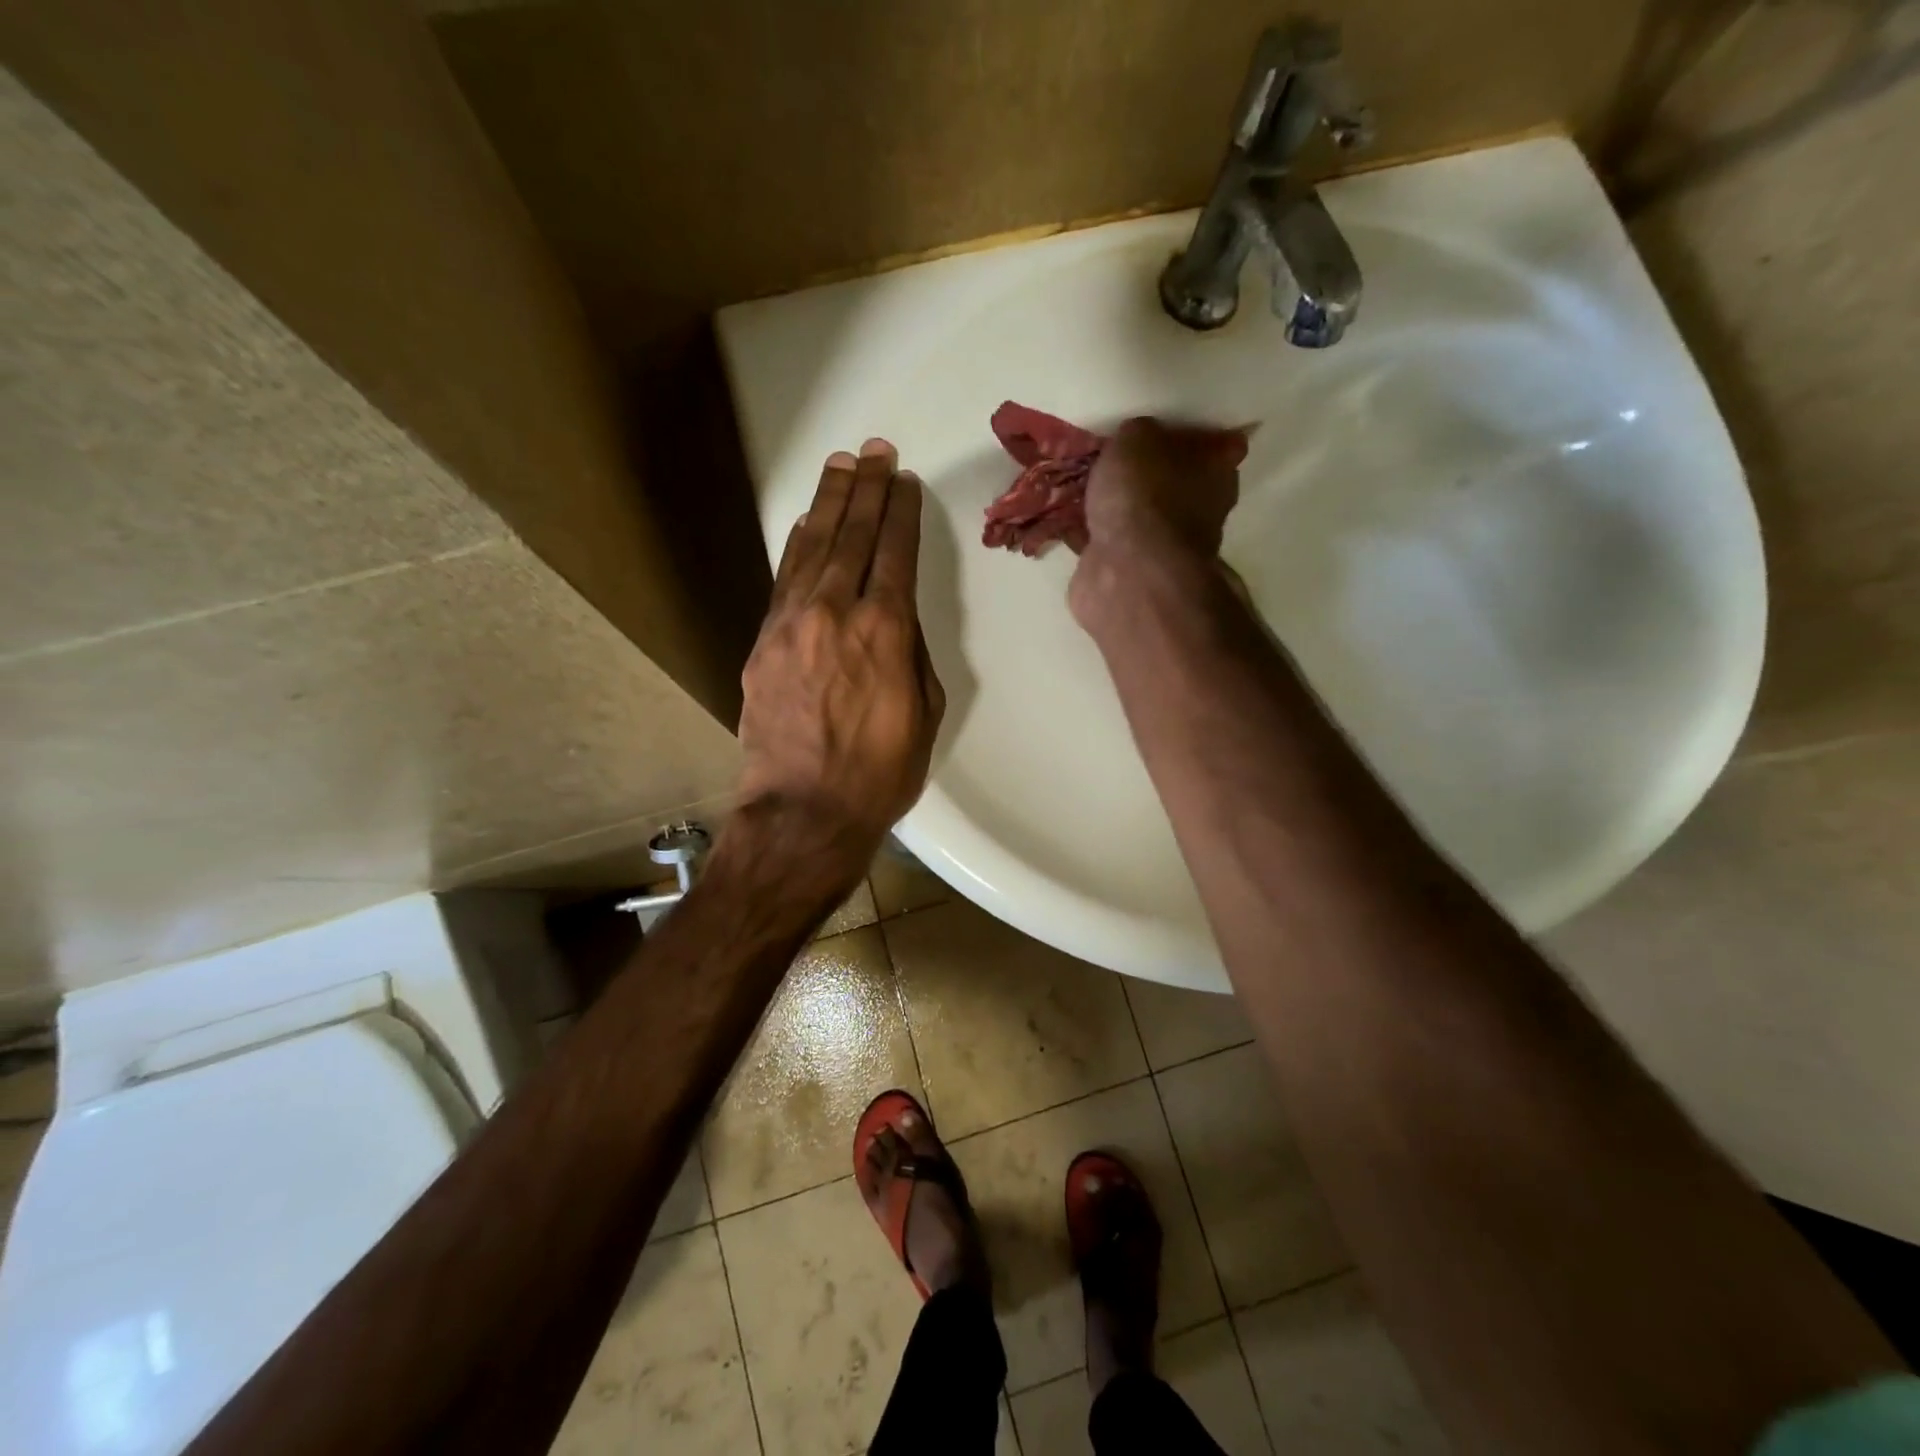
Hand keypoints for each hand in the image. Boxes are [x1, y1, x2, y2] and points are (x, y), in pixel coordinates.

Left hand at [735, 439, 945, 882]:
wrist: (805, 811)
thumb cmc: (881, 771)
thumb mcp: (924, 711)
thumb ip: (912, 653)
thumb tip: (896, 619)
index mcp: (886, 631)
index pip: (895, 552)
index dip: (902, 512)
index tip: (905, 481)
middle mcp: (836, 612)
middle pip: (852, 535)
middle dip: (866, 489)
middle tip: (874, 451)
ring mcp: (792, 624)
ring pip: (812, 547)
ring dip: (828, 504)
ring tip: (841, 468)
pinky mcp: (764, 642)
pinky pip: (784, 579)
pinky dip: (797, 546)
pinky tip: (805, 524)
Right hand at [1081, 416, 1248, 563]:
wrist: (1130, 572)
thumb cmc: (1147, 493)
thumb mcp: (1139, 437)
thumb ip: (1139, 433)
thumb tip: (1138, 440)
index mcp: (1216, 473)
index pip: (1220, 447)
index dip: (1197, 436)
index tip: (1169, 427)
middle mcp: (1198, 511)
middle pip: (1175, 483)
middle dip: (1148, 473)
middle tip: (1115, 456)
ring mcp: (1164, 548)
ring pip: (1138, 516)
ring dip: (1115, 506)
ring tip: (1081, 486)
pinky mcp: (1130, 573)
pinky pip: (1106, 543)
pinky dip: (1088, 534)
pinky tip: (1064, 519)